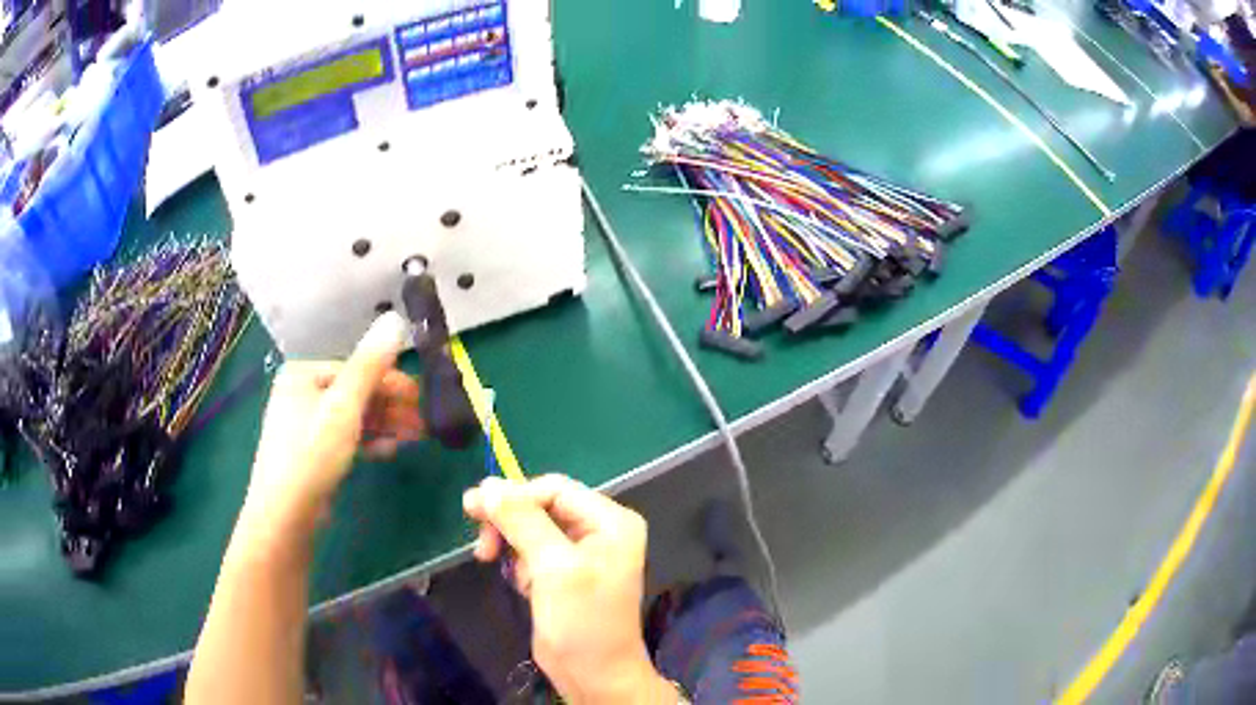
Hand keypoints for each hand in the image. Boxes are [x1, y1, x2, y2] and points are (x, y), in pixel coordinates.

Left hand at [244, 312, 422, 534]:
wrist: (286, 513)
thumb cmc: (312, 452)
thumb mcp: (344, 406)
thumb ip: (370, 365)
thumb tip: (396, 319)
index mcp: (303, 374)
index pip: (355, 369)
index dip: (390, 382)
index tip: (421, 399)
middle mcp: (300, 394)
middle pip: (354, 393)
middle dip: (390, 407)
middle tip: (423, 423)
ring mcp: (303, 425)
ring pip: (351, 418)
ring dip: (383, 425)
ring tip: (414, 438)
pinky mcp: (309, 453)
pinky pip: (343, 438)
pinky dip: (366, 442)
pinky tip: (387, 452)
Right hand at [463, 475, 676, 704]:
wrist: (594, 675)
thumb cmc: (582, 622)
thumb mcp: (553, 567)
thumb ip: (522, 521)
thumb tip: (487, 486)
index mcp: (610, 521)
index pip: (554, 489)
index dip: (514, 495)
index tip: (475, 511)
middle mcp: (599, 530)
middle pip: (541, 506)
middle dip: (510, 523)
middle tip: (481, 544)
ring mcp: (582, 552)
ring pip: (532, 528)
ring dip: (513, 547)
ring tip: (517, 578)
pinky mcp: (564, 573)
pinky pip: (532, 552)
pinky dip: (520, 565)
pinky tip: (524, 587)